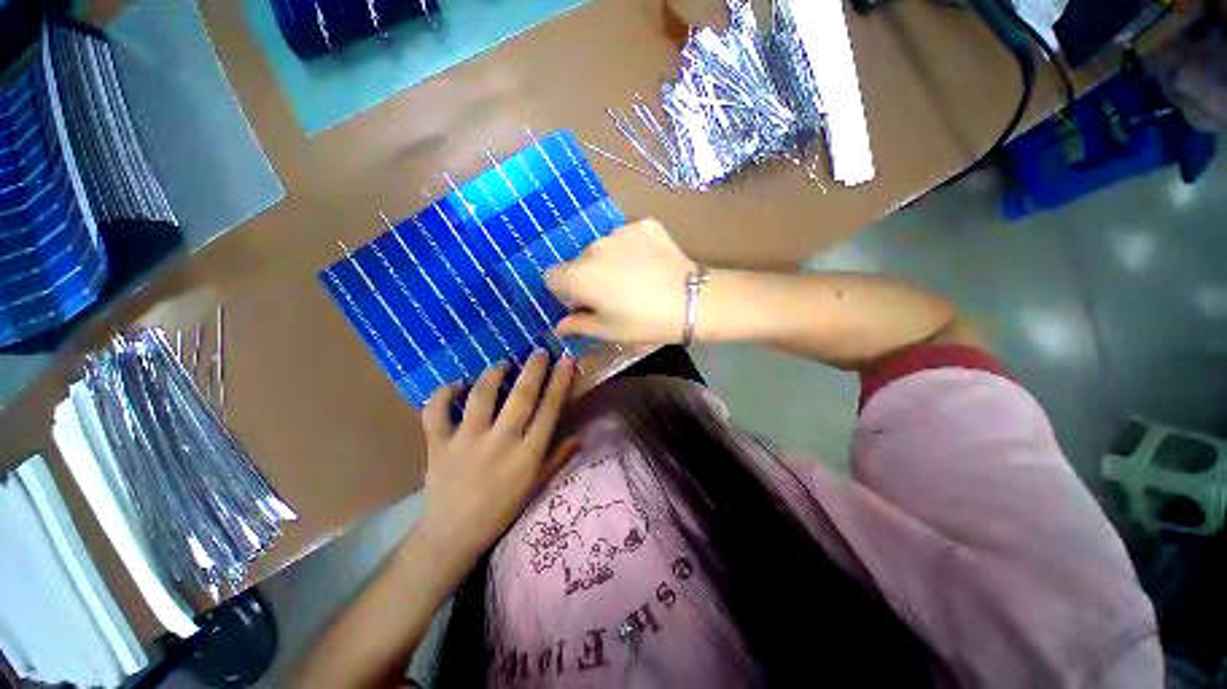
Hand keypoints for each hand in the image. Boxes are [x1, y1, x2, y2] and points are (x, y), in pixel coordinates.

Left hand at [419, 350, 577, 563]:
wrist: (452, 536)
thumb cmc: (501, 510)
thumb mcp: (536, 486)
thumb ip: (558, 458)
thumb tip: (580, 437)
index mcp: (527, 454)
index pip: (549, 409)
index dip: (559, 382)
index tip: (565, 360)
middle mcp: (501, 442)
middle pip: (520, 397)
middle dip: (533, 369)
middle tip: (538, 351)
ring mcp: (467, 441)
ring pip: (481, 396)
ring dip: (493, 375)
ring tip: (501, 365)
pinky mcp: (438, 444)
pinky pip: (436, 412)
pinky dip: (443, 394)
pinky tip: (455, 385)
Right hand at [545, 219, 694, 343]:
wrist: (693, 302)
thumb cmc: (645, 322)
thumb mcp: (609, 330)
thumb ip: (578, 325)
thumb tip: (560, 325)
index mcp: (580, 276)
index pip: (552, 276)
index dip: (565, 291)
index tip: (584, 301)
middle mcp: (593, 247)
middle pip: (580, 261)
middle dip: (590, 276)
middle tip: (616, 294)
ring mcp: (620, 231)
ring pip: (604, 247)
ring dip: (611, 260)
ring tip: (637, 278)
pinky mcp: (643, 223)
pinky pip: (628, 236)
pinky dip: (633, 248)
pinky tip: (650, 263)